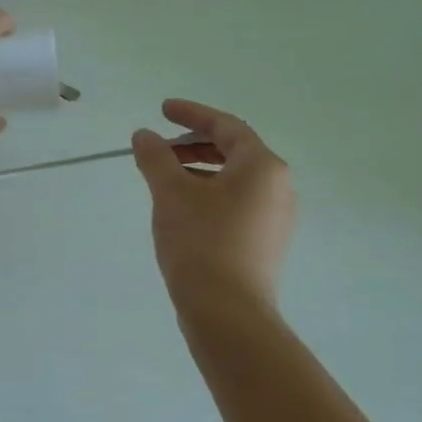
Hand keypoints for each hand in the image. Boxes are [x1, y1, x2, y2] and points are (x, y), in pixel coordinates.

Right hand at [131, 100, 295, 311]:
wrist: (227, 311)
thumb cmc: (200, 241)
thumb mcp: (170, 192)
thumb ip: (156, 157)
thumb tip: (144, 135)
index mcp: (262, 166)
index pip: (226, 126)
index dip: (191, 114)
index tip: (162, 110)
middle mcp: (278, 186)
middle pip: (234, 151)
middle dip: (193, 144)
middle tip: (159, 148)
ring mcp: (276, 217)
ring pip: (234, 179)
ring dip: (198, 170)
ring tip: (163, 179)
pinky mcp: (265, 241)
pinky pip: (237, 203)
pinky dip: (209, 194)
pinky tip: (182, 209)